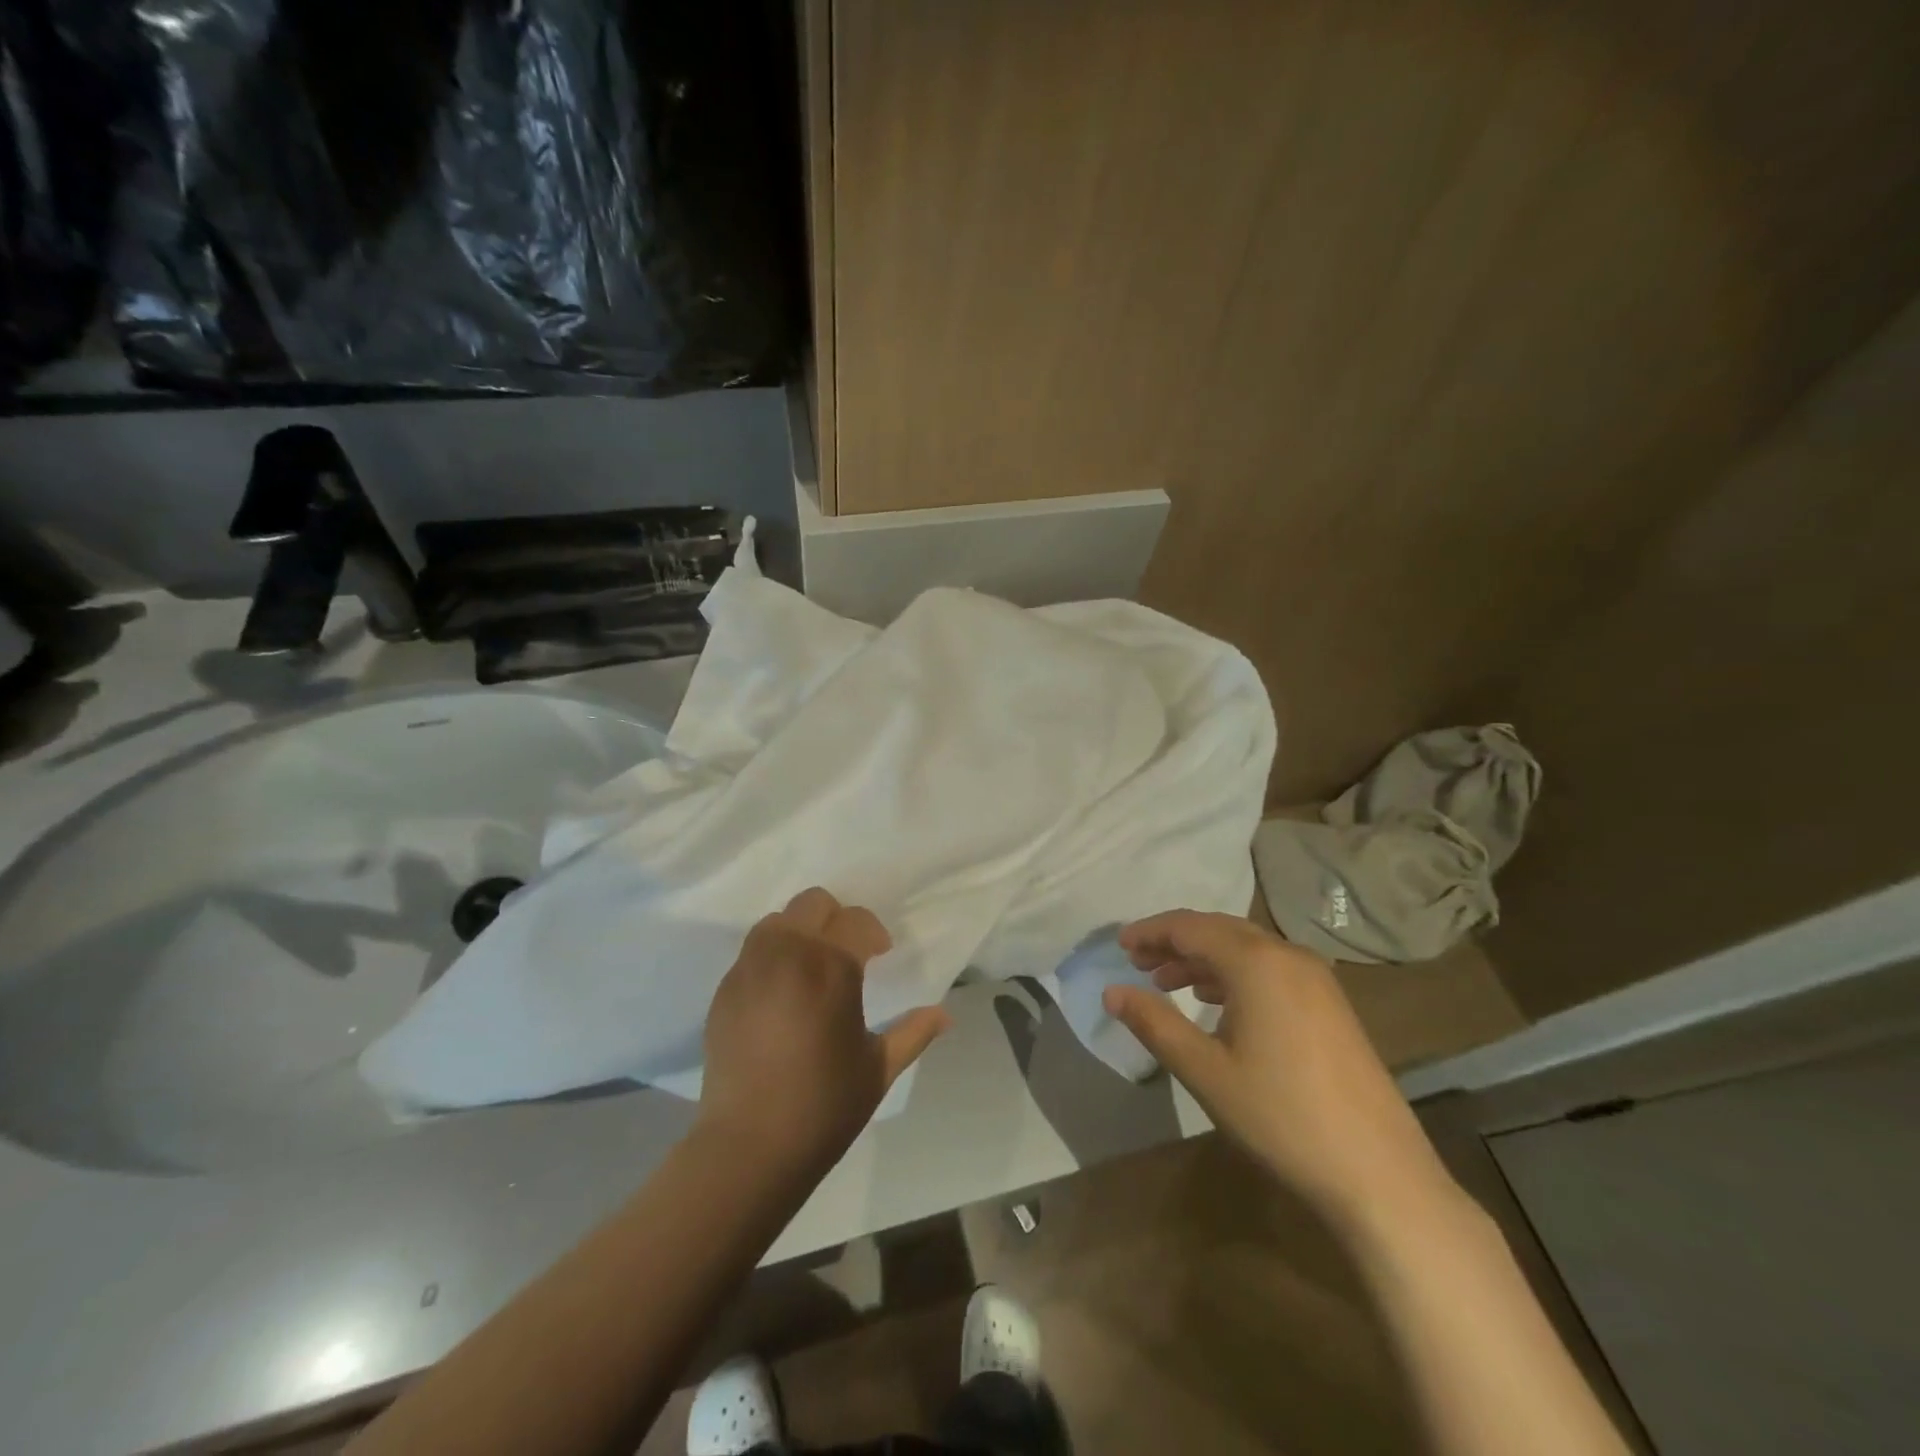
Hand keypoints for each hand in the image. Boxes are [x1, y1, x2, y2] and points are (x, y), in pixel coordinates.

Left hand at [699, 888, 950, 1173]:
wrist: (748, 1147)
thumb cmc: (824, 1106)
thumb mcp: (878, 1068)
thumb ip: (914, 1032)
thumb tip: (946, 1015)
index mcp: (831, 966)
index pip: (856, 920)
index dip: (873, 934)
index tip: (881, 954)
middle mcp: (787, 954)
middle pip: (813, 903)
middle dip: (836, 919)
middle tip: (848, 953)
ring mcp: (749, 969)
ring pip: (777, 921)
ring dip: (800, 932)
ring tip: (811, 969)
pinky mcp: (724, 990)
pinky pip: (752, 953)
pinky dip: (772, 958)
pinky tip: (781, 996)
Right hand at [1103, 910, 1458, 1226]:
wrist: (1379, 1174)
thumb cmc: (1281, 1116)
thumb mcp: (1205, 1071)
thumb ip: (1154, 1023)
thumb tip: (1112, 992)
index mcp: (1256, 962)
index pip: (1190, 927)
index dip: (1150, 932)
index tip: (1119, 947)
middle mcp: (1288, 956)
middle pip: (1219, 930)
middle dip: (1175, 942)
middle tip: (1138, 963)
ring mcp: (1316, 979)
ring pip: (1246, 949)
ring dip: (1203, 959)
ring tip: (1168, 983)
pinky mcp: (1331, 1004)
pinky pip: (1270, 969)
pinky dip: (1234, 975)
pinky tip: (1217, 1004)